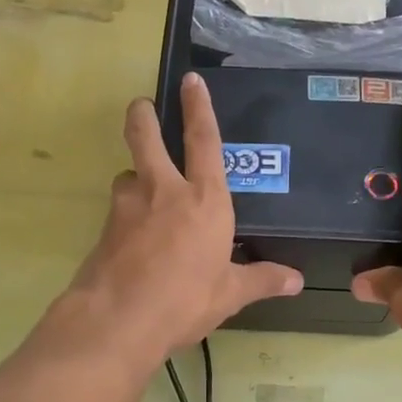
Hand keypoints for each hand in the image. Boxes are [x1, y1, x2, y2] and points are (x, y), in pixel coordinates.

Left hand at [55, 73, 301, 365]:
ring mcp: (128, 208)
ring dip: (135, 178)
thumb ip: (262, 280)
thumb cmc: (185, 300)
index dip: (199, 107)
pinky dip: (127, 216)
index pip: (204, 140)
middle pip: (146, 138)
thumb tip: (296, 281)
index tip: (191, 80)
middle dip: (142, 117)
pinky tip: (134, 240)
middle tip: (140, 106)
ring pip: (128, 177)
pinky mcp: (105, 229)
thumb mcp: (230, 293)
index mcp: (205, 200)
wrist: (118, 321)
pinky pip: (119, 212)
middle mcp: (164, 192)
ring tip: (144, 195)